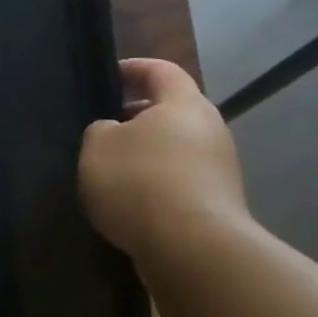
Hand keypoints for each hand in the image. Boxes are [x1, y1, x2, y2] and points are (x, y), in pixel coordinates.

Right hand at [79, 59, 250, 270]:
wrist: (192, 248)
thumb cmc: (140, 183)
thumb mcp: (97, 147)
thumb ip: (100, 129)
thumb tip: (113, 132)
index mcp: (183, 103)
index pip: (161, 70)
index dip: (134, 68)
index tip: (110, 75)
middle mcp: (210, 128)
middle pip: (173, 109)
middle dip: (139, 114)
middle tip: (107, 125)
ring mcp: (220, 166)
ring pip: (178, 145)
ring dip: (149, 151)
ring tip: (114, 167)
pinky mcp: (218, 201)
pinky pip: (182, 178)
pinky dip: (158, 180)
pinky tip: (132, 199)